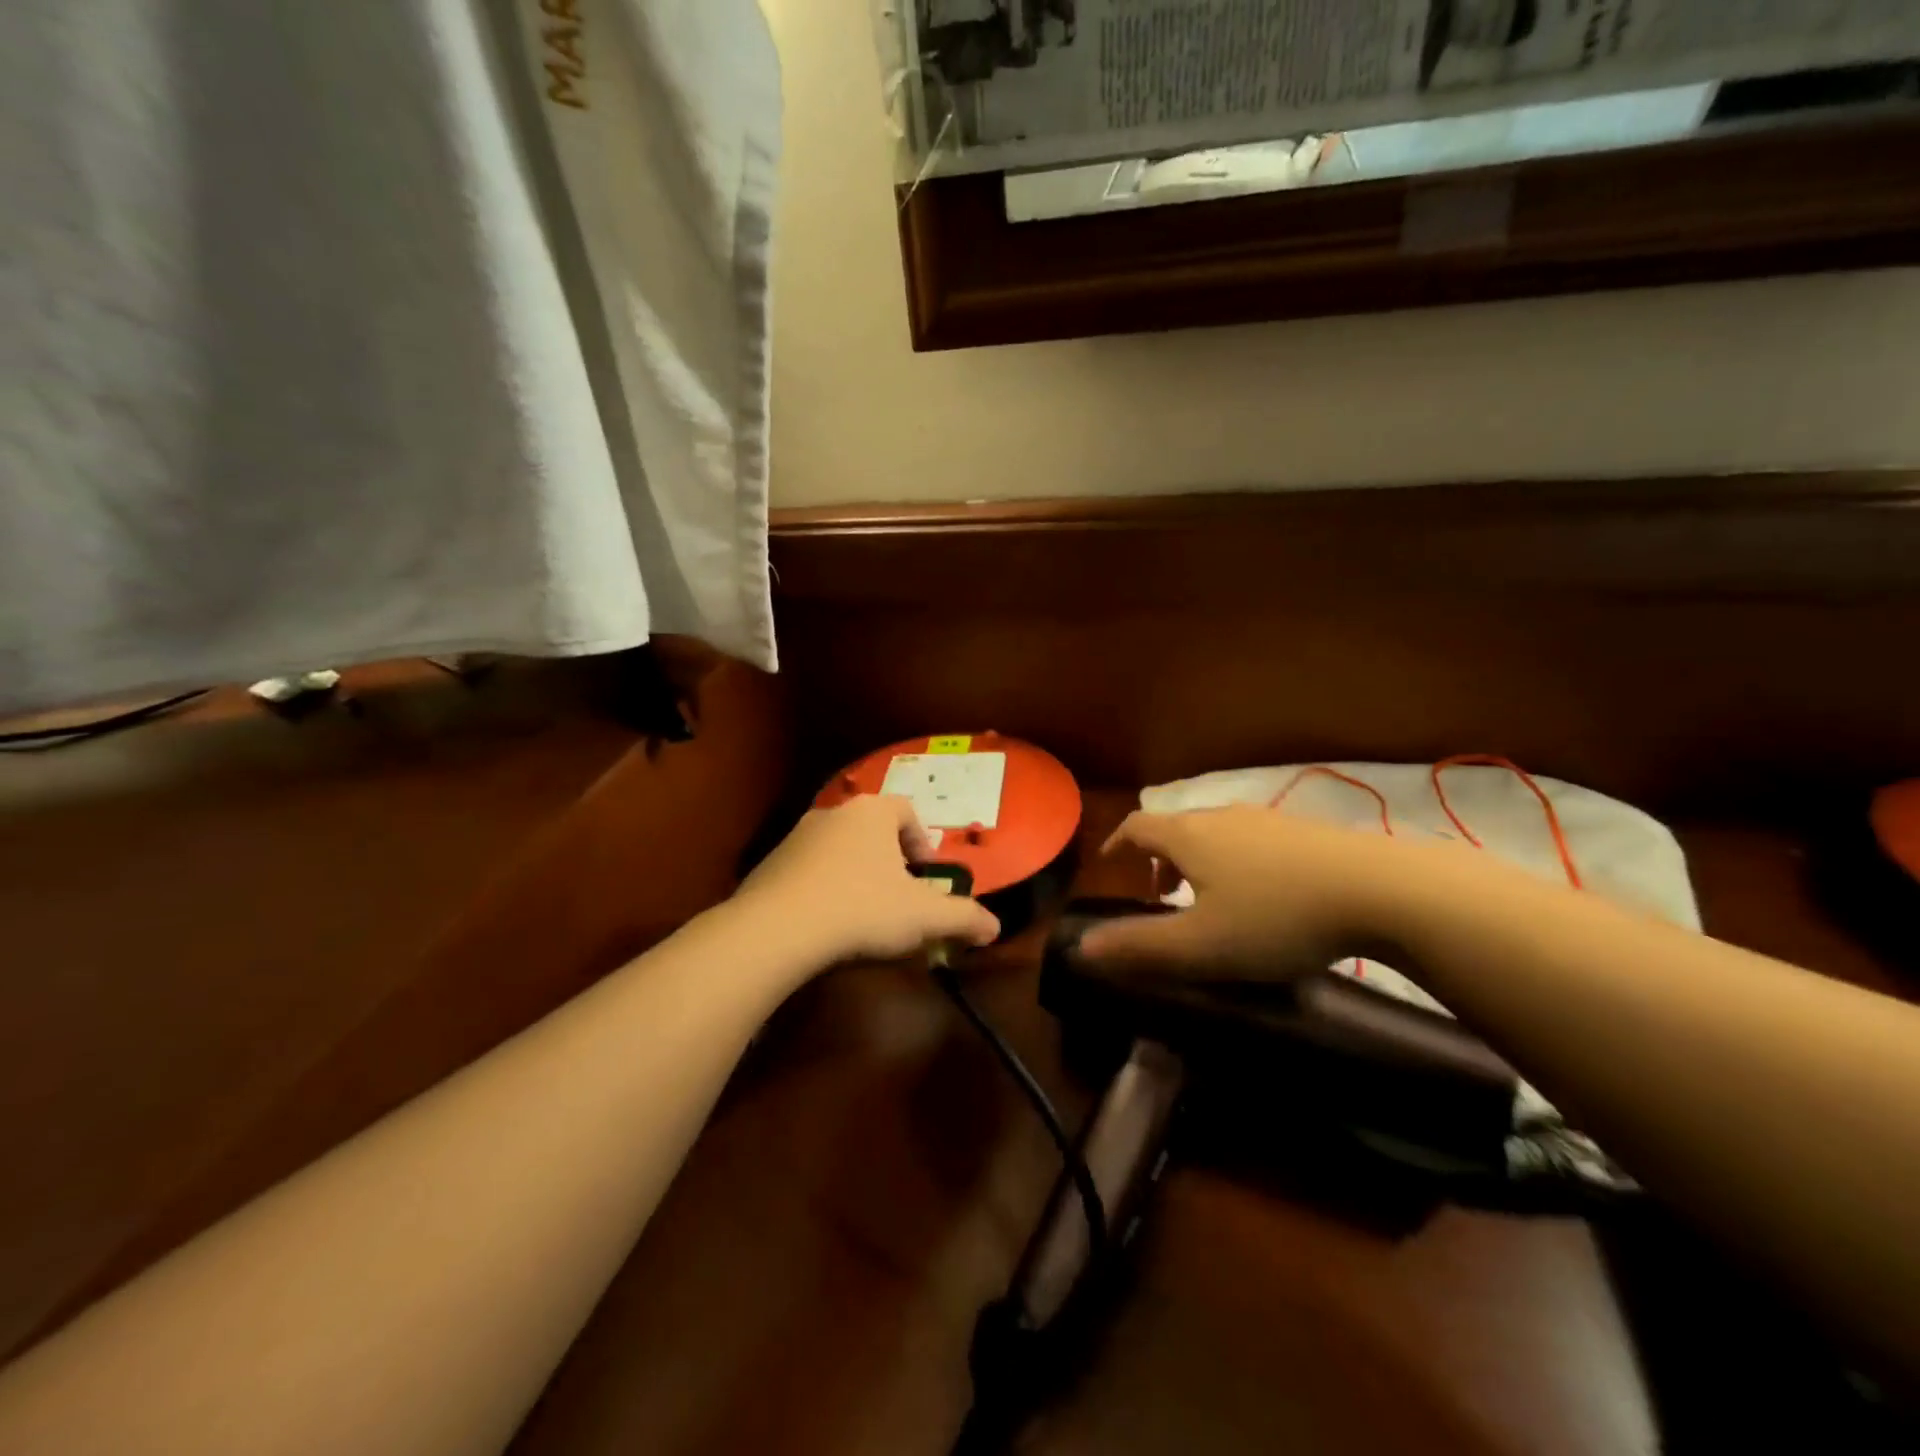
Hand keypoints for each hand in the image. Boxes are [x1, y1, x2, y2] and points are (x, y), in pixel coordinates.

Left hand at [736, 795, 1000, 965]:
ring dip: (855, 872)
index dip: (922, 842)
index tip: (927, 875)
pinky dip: (822, 887)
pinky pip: (807, 869)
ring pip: (838, 848)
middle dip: (889, 859)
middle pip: (871, 829)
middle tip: (899, 895)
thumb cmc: (862, 909)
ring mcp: (796, 836)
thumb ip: (964, 918)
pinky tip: (826, 922)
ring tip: (862, 912)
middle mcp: (834, 813)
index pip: (906, 812)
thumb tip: (995, 927)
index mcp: (872, 813)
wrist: (777, 929)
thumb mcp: (924, 917)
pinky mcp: (769, 863)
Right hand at [1079, 806, 1406, 977]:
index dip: (1117, 844)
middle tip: (1160, 896)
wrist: (1380, 889)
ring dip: (1198, 861)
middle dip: (1159, 859)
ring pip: (1215, 833)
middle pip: (1176, 828)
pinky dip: (1235, 861)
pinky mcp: (1305, 831)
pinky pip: (1251, 840)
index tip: (1109, 865)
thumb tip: (1082, 948)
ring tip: (1209, 900)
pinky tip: (1264, 895)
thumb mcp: (1201, 945)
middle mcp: (1222, 816)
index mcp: (1188, 836)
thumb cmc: (1275, 917)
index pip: (1137, 826)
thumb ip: (1139, 947)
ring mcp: (1266, 820)